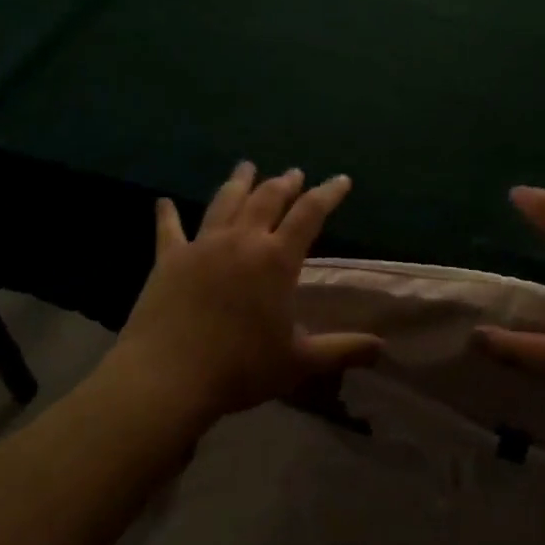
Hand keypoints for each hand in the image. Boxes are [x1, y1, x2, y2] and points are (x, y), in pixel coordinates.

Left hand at [102, 162, 382, 428]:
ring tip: (246, 167)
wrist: (169, 377)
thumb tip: (381, 348)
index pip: (310, 214)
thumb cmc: (240, 368)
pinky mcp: (169, 259)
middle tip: (293, 174)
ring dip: (239, 183)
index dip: (328, 193)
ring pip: (225, 202)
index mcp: (277, 259)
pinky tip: (163, 202)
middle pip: (267, 199)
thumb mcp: (299, 362)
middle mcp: (242, 241)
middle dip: (284, 183)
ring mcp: (202, 246)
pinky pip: (169, 229)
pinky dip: (167, 214)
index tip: (341, 180)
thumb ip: (341, 349)